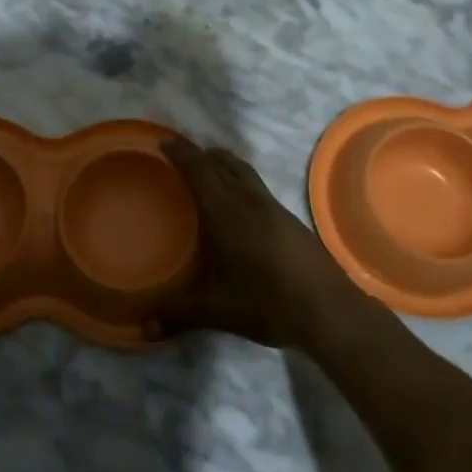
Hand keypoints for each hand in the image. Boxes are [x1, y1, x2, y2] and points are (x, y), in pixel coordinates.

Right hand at [160, 140, 367, 351]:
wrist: (329, 310)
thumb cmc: (267, 303)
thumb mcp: (216, 311)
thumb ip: (178, 315)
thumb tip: (142, 330)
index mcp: (225, 212)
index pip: (199, 171)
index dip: (181, 153)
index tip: (164, 141)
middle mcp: (248, 200)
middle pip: (222, 164)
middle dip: (200, 155)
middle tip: (181, 152)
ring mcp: (273, 207)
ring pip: (244, 172)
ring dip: (224, 163)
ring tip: (210, 164)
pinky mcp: (290, 219)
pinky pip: (257, 185)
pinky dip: (241, 179)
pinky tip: (240, 202)